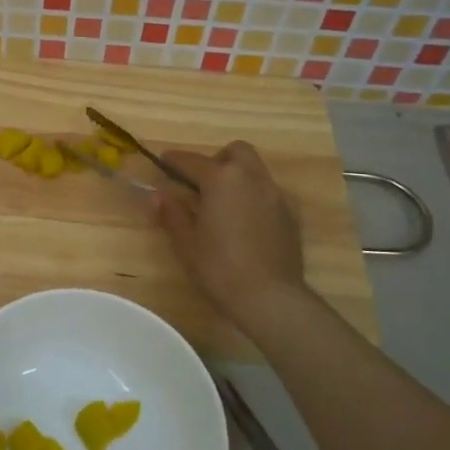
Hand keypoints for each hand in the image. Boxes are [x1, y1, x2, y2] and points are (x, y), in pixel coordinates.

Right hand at [153, 142, 308, 321]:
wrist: (271, 298)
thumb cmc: (220, 268)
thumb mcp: (186, 243)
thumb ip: (171, 214)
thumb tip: (158, 195)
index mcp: (222, 179)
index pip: (192, 160)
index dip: (174, 160)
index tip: (163, 161)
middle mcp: (252, 178)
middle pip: (236, 151)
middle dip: (217, 159)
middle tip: (201, 183)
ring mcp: (276, 195)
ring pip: (255, 170)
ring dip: (237, 176)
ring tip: (222, 204)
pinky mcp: (291, 215)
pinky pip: (269, 193)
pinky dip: (253, 196)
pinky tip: (244, 222)